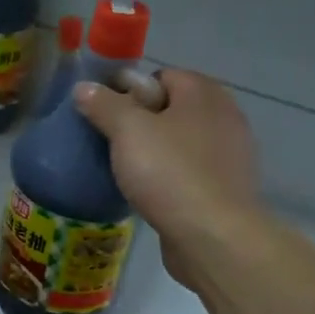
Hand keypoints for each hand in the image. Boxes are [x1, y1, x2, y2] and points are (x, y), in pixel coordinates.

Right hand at [72, 70, 260, 289]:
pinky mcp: (226, 190)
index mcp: (204, 94)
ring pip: (181, 142)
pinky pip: (190, 172)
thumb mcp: (127, 131)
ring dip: (155, 152)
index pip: (162, 76)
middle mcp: (224, 117)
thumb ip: (104, 105)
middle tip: (112, 141)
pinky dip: (170, 177)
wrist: (213, 237)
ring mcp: (229, 156)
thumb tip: (84, 87)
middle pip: (172, 108)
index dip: (130, 90)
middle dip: (141, 122)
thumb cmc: (170, 173)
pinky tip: (150, 193)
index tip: (106, 113)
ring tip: (126, 170)